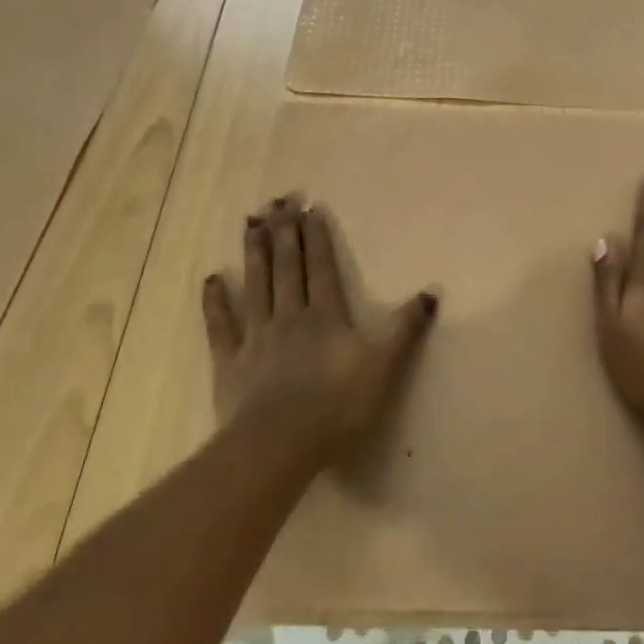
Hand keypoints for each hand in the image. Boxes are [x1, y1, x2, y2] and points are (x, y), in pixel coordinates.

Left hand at [203, 195, 437, 462]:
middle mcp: (290, 316)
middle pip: (287, 267)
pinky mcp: (230, 362)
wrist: (282, 443)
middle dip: (285, 232)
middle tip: (278, 200)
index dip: (317, 237)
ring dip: (255, 252)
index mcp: (326, 316)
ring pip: (256, 285)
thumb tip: (431, 292)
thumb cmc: (338, 404)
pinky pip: (221, 326)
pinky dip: (216, 302)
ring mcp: (257, 337)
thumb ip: (406, 328)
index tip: (310, 208)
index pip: (322, 268)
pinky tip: (212, 279)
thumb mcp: (384, 365)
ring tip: (251, 222)